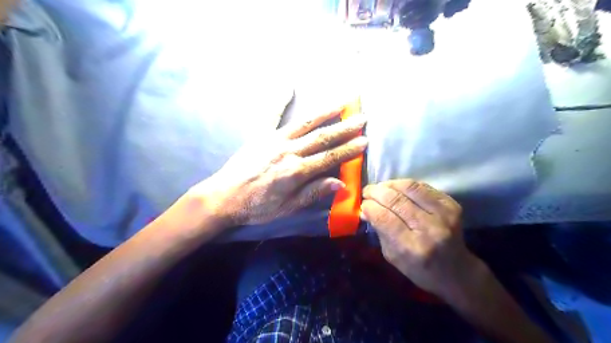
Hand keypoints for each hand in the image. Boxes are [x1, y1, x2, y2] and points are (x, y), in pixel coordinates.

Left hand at [191, 109, 367, 228]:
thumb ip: (313, 193)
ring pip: (304, 123)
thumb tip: (340, 184)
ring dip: (324, 113)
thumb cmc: (256, 207)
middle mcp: (288, 151)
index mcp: (296, 171)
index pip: (329, 158)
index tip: (365, 141)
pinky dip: (279, 100)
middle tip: (361, 118)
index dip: (348, 150)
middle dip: (344, 128)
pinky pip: (271, 115)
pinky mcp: (260, 135)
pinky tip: (288, 86)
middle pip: (322, 138)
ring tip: (341, 103)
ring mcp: (273, 140)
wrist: (223, 197)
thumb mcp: (287, 207)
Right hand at [361, 179, 476, 296]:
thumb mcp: (392, 256)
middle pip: (396, 200)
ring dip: (389, 184)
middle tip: (367, 192)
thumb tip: (366, 209)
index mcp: (413, 247)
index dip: (370, 207)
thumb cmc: (419, 269)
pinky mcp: (451, 204)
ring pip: (410, 188)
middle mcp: (430, 228)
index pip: (385, 218)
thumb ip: (379, 231)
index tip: (362, 204)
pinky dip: (405, 184)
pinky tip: (396, 188)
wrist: (456, 271)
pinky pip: (423, 186)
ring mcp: (443, 214)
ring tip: (380, 187)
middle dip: (376, 192)